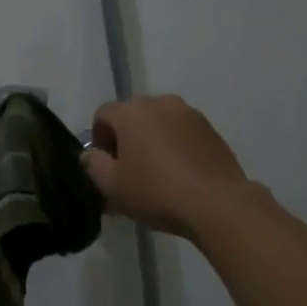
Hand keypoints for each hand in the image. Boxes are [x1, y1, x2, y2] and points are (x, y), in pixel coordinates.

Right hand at [81, 95, 257, 238]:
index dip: (98, 138)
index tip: (106, 165)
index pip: (102, 114)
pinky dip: (174, 145)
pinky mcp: (210, 128)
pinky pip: (181, 131)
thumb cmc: (156, 191)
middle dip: (125, 137)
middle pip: (132, 115)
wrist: (216, 202)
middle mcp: (160, 102)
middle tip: (128, 169)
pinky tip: (179, 172)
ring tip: (156, 171)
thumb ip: (93, 165)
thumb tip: (90, 154)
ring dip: (151, 139)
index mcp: (131, 112)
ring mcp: (189, 113)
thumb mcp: (112, 186)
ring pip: (159, 122)